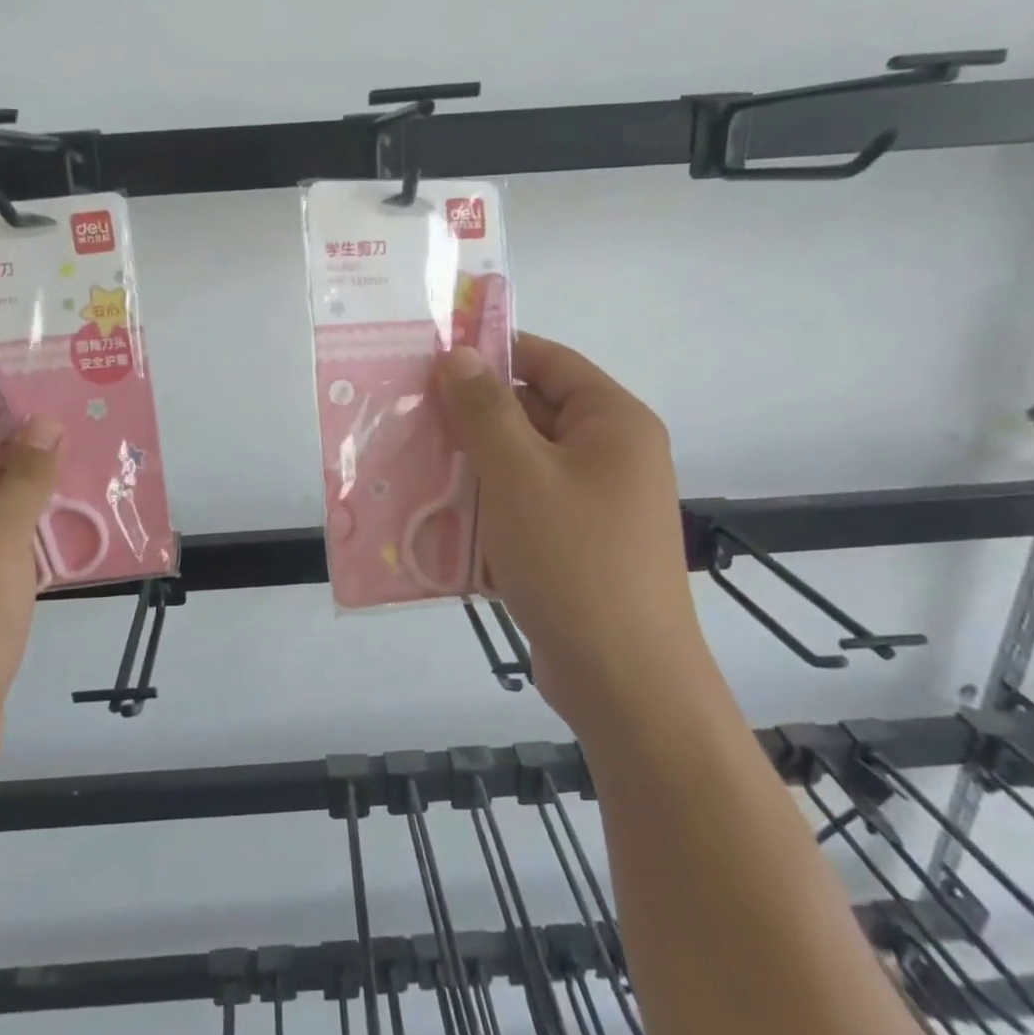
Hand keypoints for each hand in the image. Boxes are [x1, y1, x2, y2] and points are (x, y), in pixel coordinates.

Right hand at [437, 333, 700, 729]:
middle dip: (471, 414)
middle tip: (408, 413)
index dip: (492, 351)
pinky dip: (484, 505)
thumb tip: (459, 354)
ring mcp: (593, 504)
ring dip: (470, 463)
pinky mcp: (574, 545)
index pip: (549, 361)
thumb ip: (485, 409)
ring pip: (521, 463)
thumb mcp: (519, 474)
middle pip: (532, 412)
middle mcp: (610, 455)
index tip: (432, 357)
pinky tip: (437, 514)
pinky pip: (522, 506)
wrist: (625, 682)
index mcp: (613, 423)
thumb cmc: (574, 561)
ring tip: (411, 461)